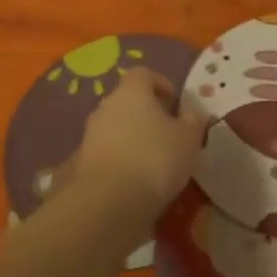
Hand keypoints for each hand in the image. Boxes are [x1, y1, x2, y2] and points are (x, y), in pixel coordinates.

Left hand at [70, 67, 206, 217]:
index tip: (176, 103)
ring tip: (155, 160)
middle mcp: (106, 106)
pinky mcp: (83, 161)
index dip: (161, 84)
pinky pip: (108, 151)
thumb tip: (191, 109)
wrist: (109, 202)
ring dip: (134, 137)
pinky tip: (137, 179)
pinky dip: (122, 158)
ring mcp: (91, 134)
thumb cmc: (155, 159)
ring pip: (117, 126)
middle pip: (128, 100)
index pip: (143, 73)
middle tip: (169, 133)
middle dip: (148, 113)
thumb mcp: (188, 138)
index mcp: (132, 92)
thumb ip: (193, 119)